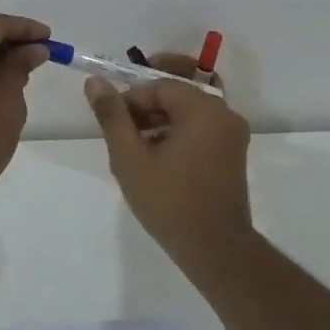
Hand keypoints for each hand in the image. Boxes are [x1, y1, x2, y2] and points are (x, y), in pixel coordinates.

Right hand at [85, 53, 253, 260]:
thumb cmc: (169, 201)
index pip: (160, 86)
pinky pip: (203, 128)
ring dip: (162, 119)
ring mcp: (233, 134)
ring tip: (136, 146)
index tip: (112, 120)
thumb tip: (95, 82)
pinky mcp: (234, 152)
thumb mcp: (130, 158)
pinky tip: (158, 157)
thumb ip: (112, 116)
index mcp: (203, 108)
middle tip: (123, 129)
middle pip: (178, 94)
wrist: (215, 248)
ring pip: (190, 111)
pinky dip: (180, 132)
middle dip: (147, 106)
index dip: (132, 99)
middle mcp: (224, 113)